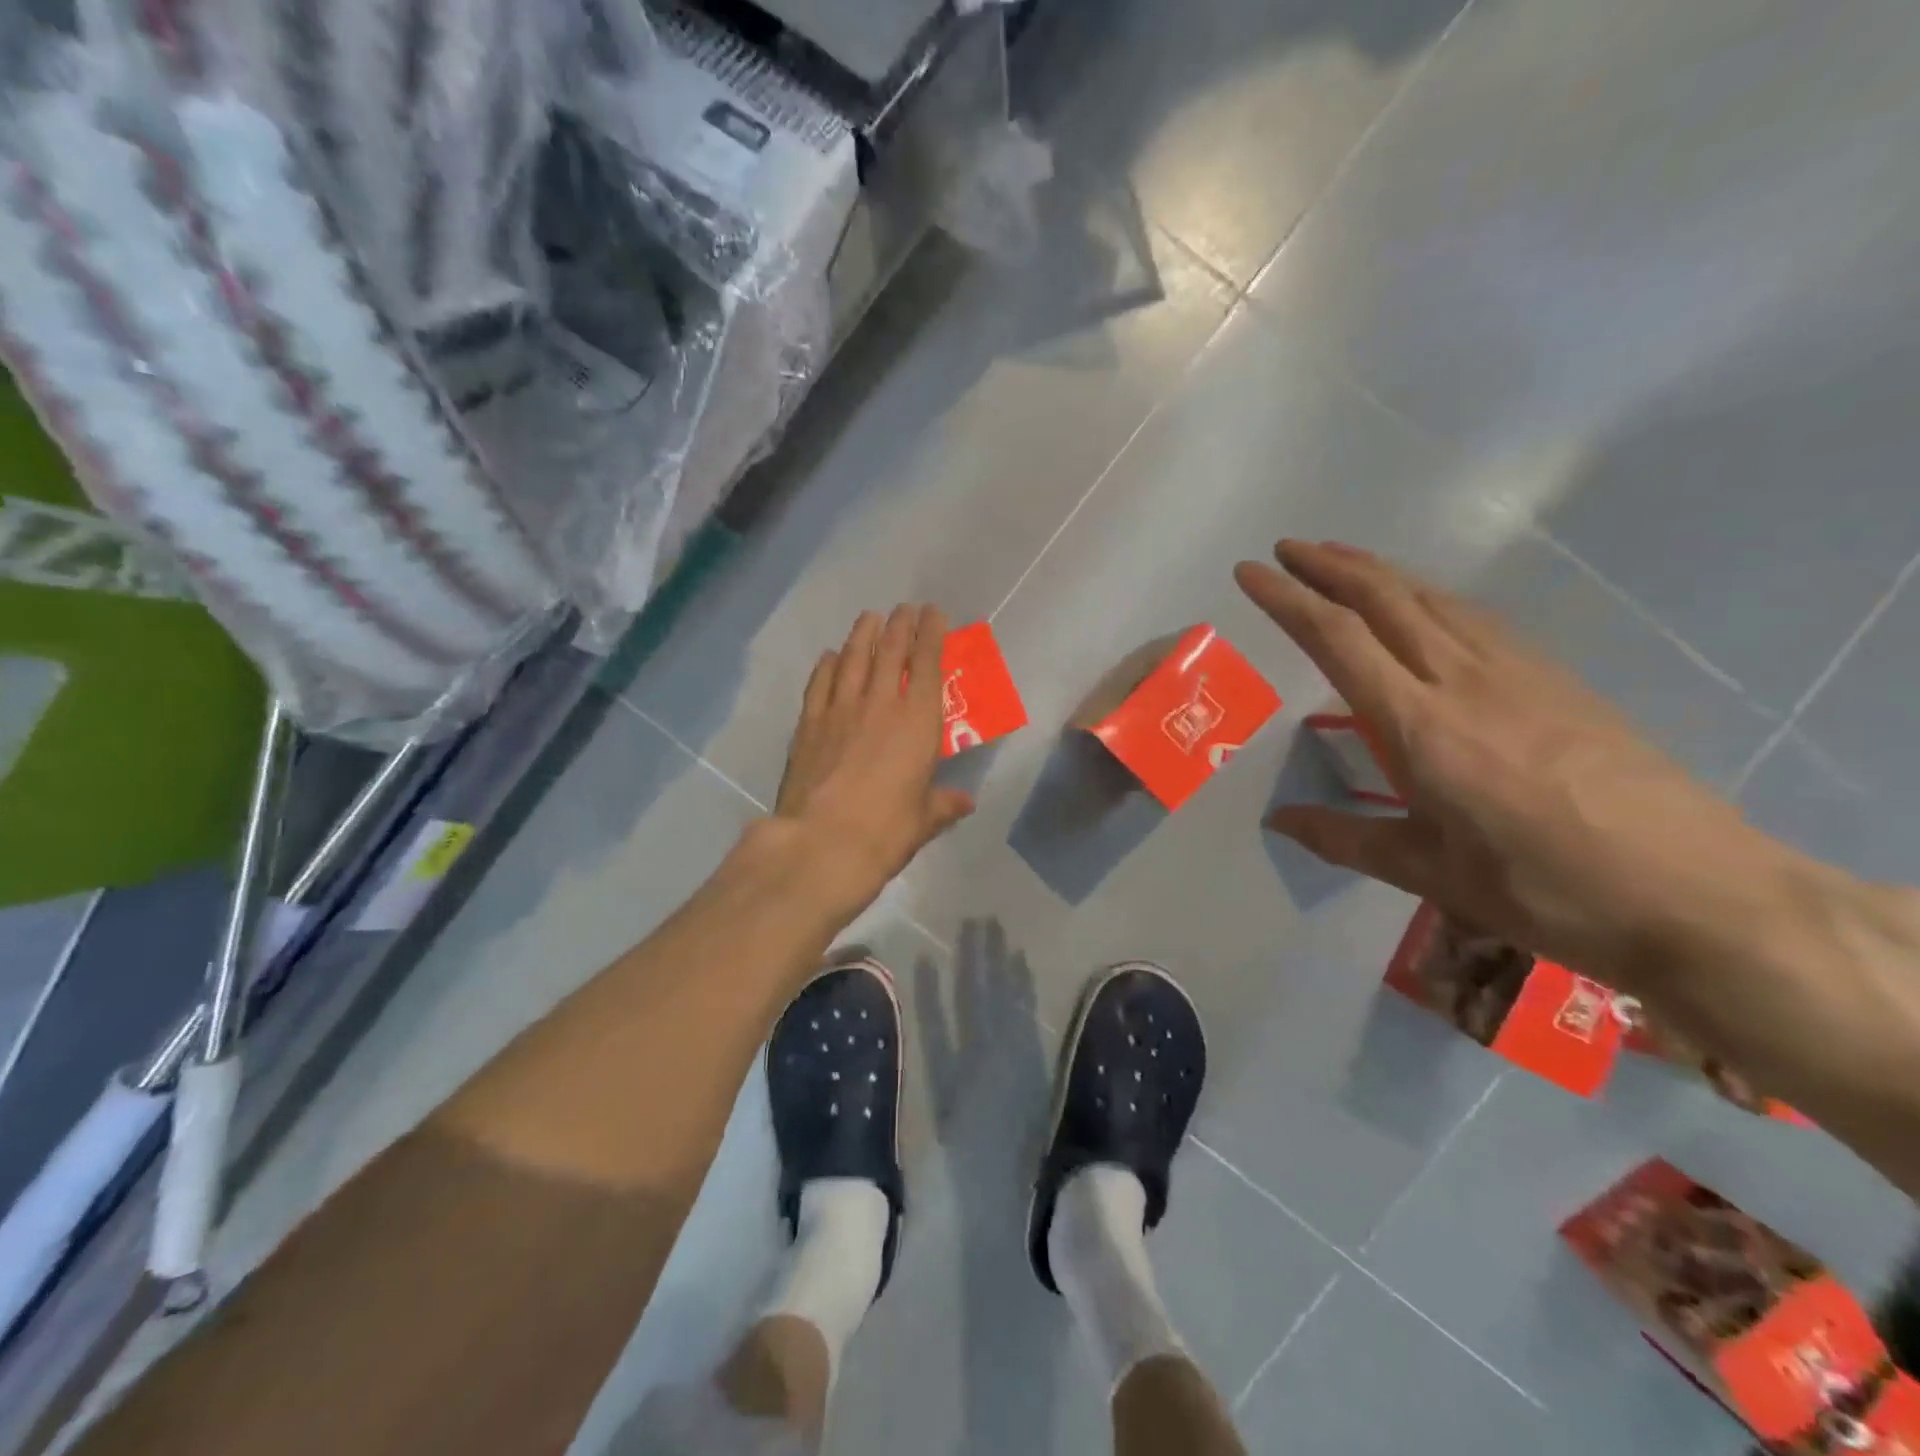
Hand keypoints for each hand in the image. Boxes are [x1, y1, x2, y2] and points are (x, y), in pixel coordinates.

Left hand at [766, 604, 974, 918]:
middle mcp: (880, 704)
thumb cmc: (886, 831)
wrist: (822, 843)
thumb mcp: (924, 820)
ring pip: (853, 658)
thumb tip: (965, 802)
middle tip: (905, 609)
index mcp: (917, 721)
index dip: (932, 634)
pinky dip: (827, 665)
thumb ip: (945, 804)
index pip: (927, 664)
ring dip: (863, 634)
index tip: (934, 614)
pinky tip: (830, 656)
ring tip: (870, 617)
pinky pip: (820, 683)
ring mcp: (839, 709)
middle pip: (890, 651)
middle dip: (900, 625)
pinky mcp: (808, 724)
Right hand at [1237, 540, 1802, 990]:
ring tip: (1341, 558)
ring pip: (1433, 598)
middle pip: (1385, 598)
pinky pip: (1475, 617)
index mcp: (1418, 725)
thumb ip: (1345, 839)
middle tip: (1285, 548)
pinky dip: (1430, 595)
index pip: (1337, 639)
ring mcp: (1517, 672)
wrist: (1697, 892)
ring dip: (1379, 571)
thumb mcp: (1428, 873)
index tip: (1249, 573)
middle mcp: (1461, 680)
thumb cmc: (1543, 888)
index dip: (1287, 599)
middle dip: (1328, 565)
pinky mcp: (1557, 679)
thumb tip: (1279, 821)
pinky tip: (1425, 603)